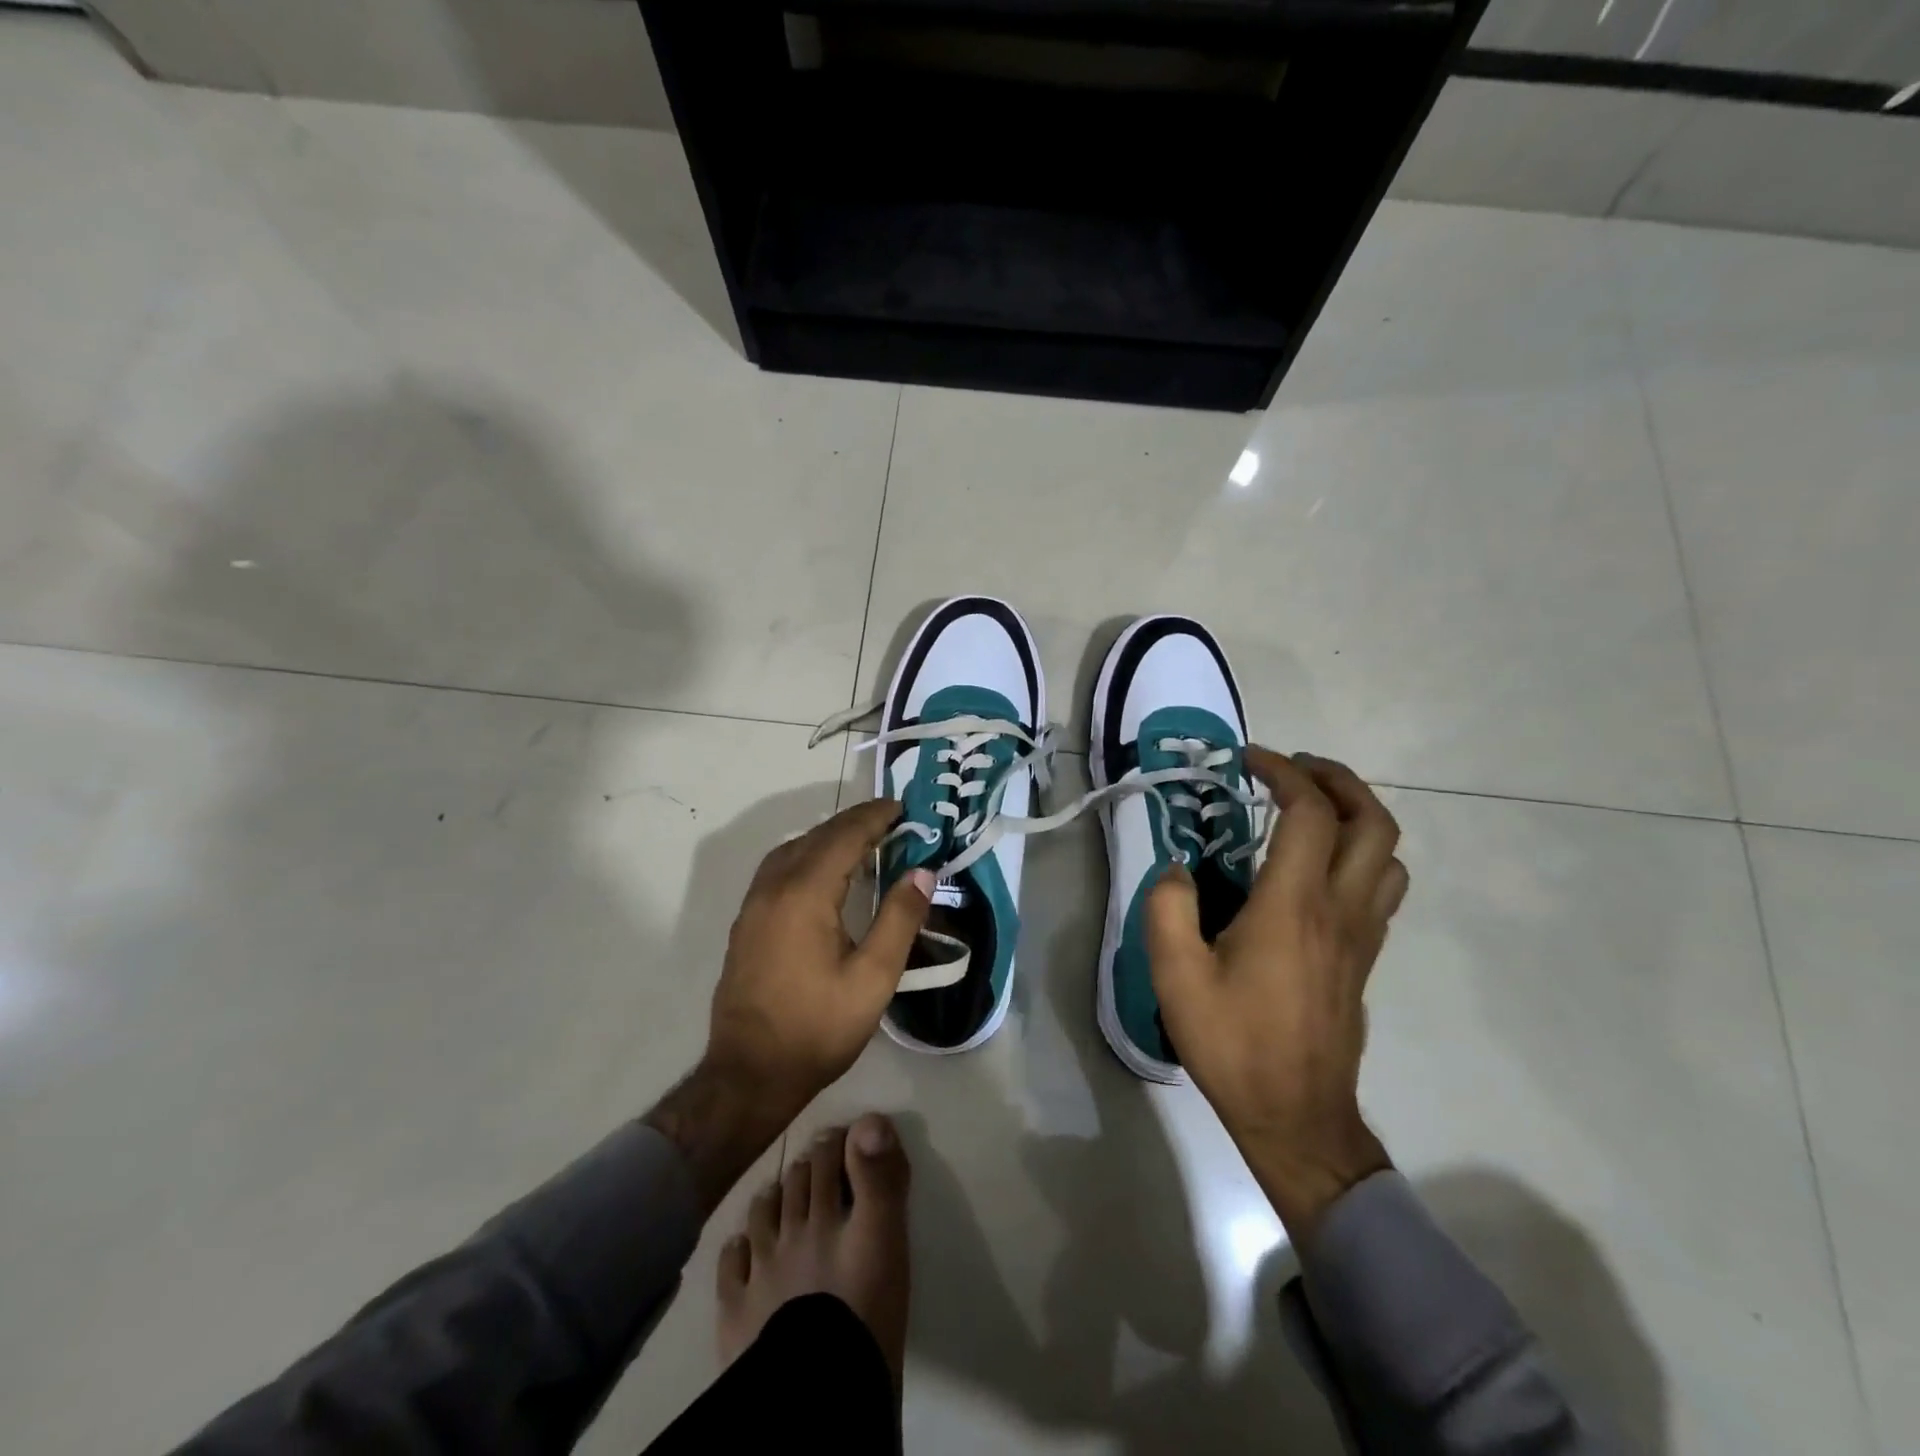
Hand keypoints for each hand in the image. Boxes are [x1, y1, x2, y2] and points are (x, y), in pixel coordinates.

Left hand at [706, 797, 934, 1118]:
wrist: (749, 1073)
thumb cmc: (818, 1027)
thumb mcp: (873, 978)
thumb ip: (899, 919)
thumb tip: (923, 872)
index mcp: (805, 894)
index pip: (844, 836)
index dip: (874, 817)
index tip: (902, 807)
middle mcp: (774, 887)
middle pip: (817, 836)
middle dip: (855, 822)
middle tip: (891, 820)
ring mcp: (754, 904)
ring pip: (793, 849)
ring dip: (829, 837)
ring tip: (864, 842)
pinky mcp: (747, 922)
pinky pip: (779, 868)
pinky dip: (808, 855)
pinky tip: (825, 874)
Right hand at [1147, 748, 1408, 1239]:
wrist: (1296, 1116)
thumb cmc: (1233, 1042)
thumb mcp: (1175, 974)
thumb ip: (1168, 907)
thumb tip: (1179, 869)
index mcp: (1293, 904)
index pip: (1309, 812)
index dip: (1283, 771)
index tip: (1248, 759)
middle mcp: (1340, 908)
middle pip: (1372, 820)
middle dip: (1336, 779)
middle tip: (1292, 769)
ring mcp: (1362, 933)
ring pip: (1388, 852)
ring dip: (1357, 814)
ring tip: (1312, 808)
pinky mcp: (1366, 956)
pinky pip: (1383, 884)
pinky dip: (1362, 852)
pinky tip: (1319, 865)